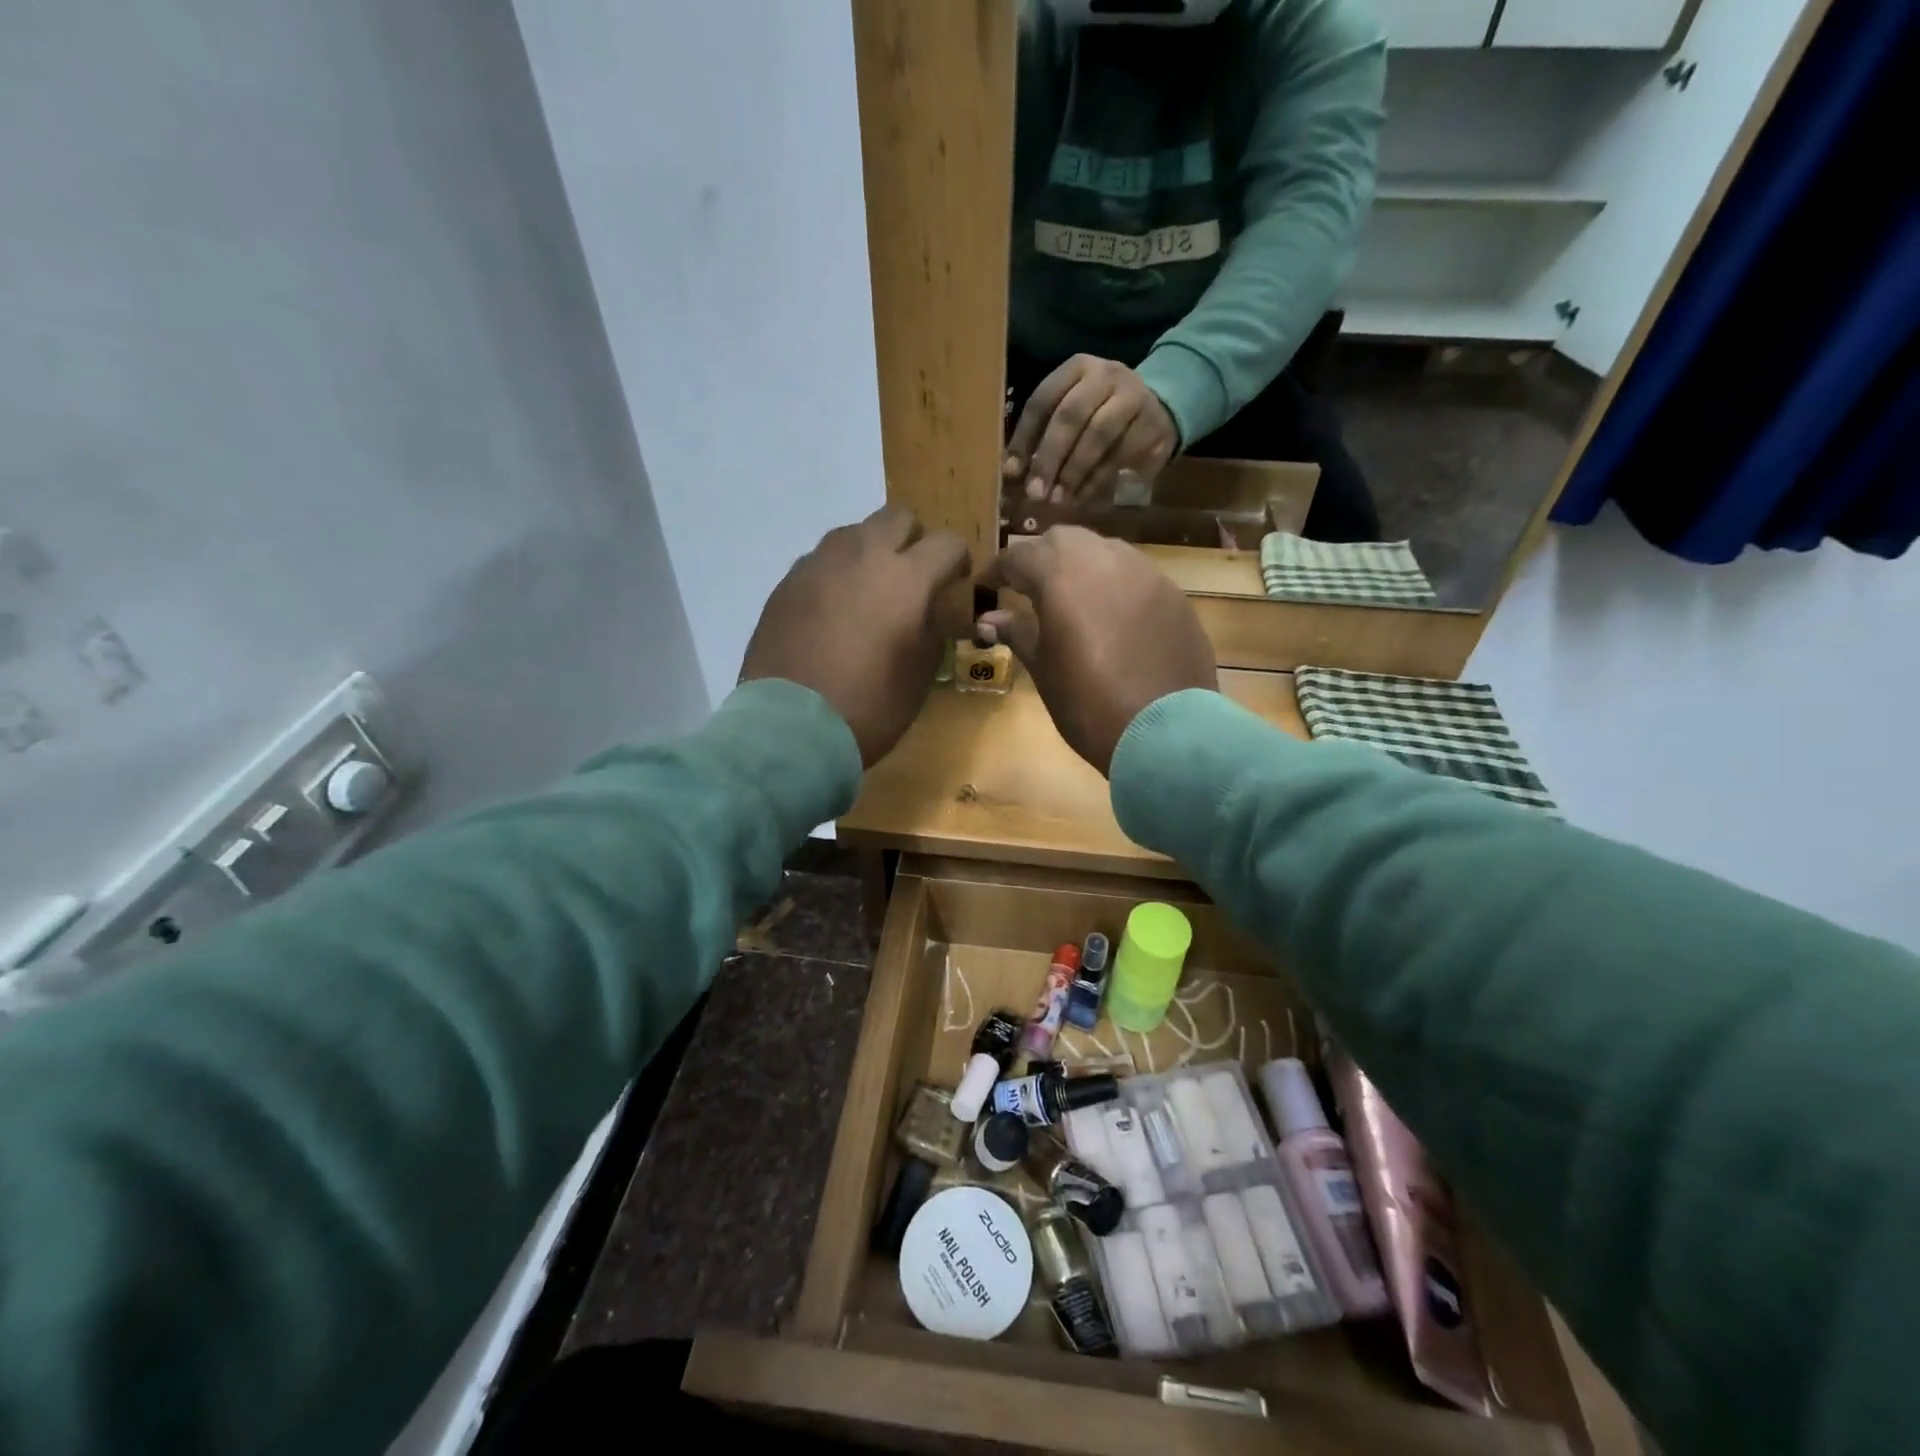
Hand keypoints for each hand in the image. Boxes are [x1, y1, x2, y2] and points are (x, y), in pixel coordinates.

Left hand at [740, 506, 970, 765]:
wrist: (791, 727)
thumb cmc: (869, 707)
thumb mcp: (920, 675)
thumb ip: (932, 630)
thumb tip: (930, 611)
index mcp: (906, 578)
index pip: (947, 543)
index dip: (957, 561)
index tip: (953, 583)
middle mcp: (862, 556)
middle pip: (897, 517)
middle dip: (913, 541)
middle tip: (912, 578)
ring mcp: (818, 565)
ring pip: (854, 533)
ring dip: (870, 552)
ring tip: (868, 592)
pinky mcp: (786, 583)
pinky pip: (820, 561)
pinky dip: (835, 574)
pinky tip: (832, 611)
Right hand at [975, 527, 1216, 775]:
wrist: (1165, 732)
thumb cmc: (1088, 702)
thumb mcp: (1044, 669)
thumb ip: (1017, 632)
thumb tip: (989, 618)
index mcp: (1063, 574)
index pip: (1019, 556)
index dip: (998, 570)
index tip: (985, 586)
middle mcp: (1105, 559)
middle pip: (1064, 540)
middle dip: (1041, 558)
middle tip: (1026, 586)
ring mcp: (1146, 573)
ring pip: (1103, 551)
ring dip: (1080, 565)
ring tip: (1069, 597)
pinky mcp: (1173, 595)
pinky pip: (1134, 575)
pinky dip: (1113, 584)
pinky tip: (1110, 615)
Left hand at [1004, 355, 1178, 505]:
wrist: (1161, 408)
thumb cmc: (1101, 413)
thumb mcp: (1071, 412)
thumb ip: (1042, 435)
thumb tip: (1011, 472)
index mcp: (1077, 368)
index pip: (1043, 399)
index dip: (1025, 437)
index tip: (1012, 472)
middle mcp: (1106, 375)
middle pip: (1071, 415)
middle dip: (1049, 457)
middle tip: (1035, 493)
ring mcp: (1134, 397)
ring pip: (1098, 436)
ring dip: (1074, 472)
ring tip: (1058, 499)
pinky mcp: (1152, 425)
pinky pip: (1121, 455)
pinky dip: (1098, 480)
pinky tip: (1082, 498)